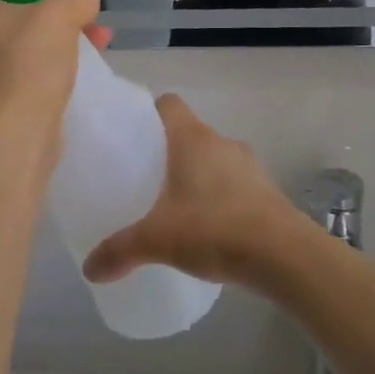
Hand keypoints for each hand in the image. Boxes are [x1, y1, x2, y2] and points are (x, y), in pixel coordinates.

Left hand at [0, 0, 108, 143]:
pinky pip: (25, 59)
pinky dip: (53, 53)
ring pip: (23, 31)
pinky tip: (88, 56)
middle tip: (75, 6)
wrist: (14, 137)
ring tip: (96, 33)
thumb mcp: (60, 14)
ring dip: (61, 26)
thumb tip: (82, 1)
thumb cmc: (28, 64)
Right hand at [83, 95, 301, 287]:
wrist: (285, 256)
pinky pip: (234, 183)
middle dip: (167, 152)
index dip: (148, 114)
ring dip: (196, 175)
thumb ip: (120, 251)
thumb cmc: (215, 230)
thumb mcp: (158, 241)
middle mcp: (221, 142)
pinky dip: (219, 196)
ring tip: (175, 206)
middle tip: (144, 179)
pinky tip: (208, 227)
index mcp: (192, 138)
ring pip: (213, 159)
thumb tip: (89, 269)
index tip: (131, 137)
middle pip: (188, 133)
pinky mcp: (266, 191)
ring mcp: (249, 165)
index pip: (168, 104)